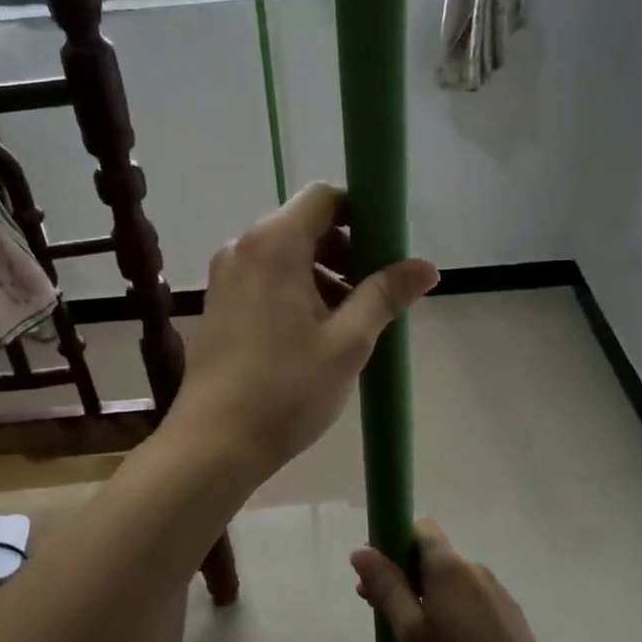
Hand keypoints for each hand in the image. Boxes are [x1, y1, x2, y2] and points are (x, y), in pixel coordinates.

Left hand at [172, 183, 436, 475]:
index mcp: (273, 244)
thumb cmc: (287, 389)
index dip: (360, 214)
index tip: (386, 250)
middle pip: (303, 227)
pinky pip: (264, 281)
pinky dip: (294, 293)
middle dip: (345, 252)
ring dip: (322, 277)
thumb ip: (385, 295)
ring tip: (348, 325)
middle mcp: (242, 248)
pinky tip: (312, 337)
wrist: (215, 442)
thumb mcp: (348, 342)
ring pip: (284, 257)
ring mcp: (224, 278)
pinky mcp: (216, 306)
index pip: (323, 198)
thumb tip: (427, 266)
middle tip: (373, 295)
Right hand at [352, 520, 560, 641]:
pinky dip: (450, 608)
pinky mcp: (508, 612)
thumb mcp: (411, 634)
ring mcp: (495, 591)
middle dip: (405, 573)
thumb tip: (361, 551)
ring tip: (414, 636)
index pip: (420, 529)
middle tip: (383, 610)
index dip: (395, 542)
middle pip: (433, 555)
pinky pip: (469, 597)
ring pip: (450, 579)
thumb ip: (387, 588)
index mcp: (449, 567)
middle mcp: (474, 569)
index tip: (379, 574)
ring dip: (427, 594)